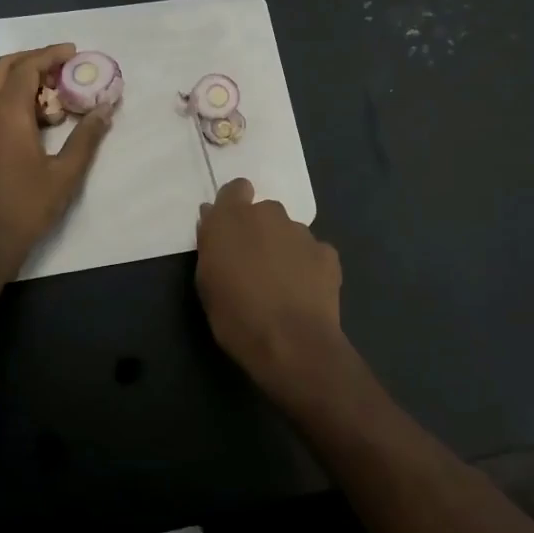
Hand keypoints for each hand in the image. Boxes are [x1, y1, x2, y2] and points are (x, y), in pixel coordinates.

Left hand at [0, 44, 112, 279]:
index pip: (25, 69)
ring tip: (48, 87)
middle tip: (61, 66)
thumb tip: (104, 110)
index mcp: (6, 116)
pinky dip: (6, 93)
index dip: (49, 55)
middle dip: (32, 59)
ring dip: (16, 75)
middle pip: (2, 68)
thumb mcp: (65, 173)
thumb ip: (86, 138)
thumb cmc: (27, 206)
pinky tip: (31, 113)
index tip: (73, 52)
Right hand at [195, 179, 348, 399]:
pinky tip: (304, 292)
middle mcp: (269, 215)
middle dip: (259, 231)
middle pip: (264, 213)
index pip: (235, 189)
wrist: (291, 343)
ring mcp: (302, 232)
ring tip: (281, 285)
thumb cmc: (235, 316)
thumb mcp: (206, 282)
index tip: (230, 229)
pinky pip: (313, 253)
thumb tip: (212, 220)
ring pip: (289, 232)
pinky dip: (308, 266)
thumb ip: (211, 244)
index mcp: (233, 218)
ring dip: (283, 249)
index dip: (234, 205)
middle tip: (254, 264)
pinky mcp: (327, 253)